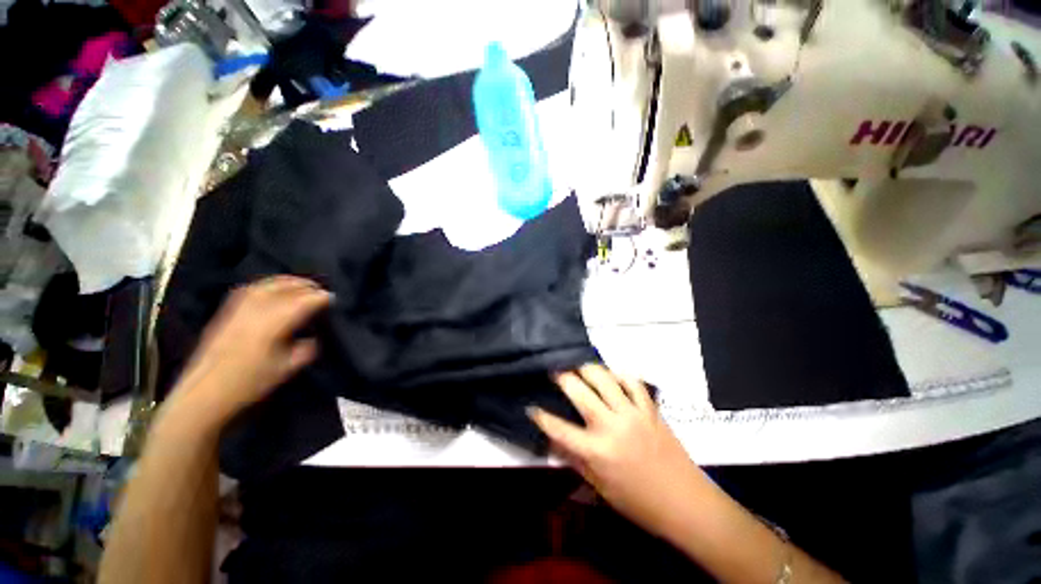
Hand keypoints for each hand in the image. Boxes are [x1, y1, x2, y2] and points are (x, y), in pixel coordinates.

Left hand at [169, 276, 331, 425]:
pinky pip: (250, 289)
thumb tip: (313, 338)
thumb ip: (305, 350)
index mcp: (274, 324)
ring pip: (267, 284)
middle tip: (321, 290)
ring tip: (301, 284)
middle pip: (286, 288)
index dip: (320, 298)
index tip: (333, 298)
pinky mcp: (227, 312)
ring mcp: (239, 308)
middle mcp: (257, 310)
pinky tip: (272, 288)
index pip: (303, 302)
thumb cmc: (249, 383)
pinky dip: (266, 284)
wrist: (204, 393)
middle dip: (306, 286)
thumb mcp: (286, 369)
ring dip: (288, 281)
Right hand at [528, 364, 706, 537]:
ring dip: (588, 369)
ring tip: (578, 366)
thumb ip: (575, 459)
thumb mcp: (600, 487)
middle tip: (555, 371)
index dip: (541, 416)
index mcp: (597, 451)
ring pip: (605, 379)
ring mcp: (633, 414)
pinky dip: (619, 375)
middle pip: (580, 392)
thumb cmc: (638, 502)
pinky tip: (611, 375)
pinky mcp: (650, 409)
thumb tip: (554, 441)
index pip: (559, 429)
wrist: (685, 502)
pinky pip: (632, 382)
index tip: (531, 406)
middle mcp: (612, 426)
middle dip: (562, 377)